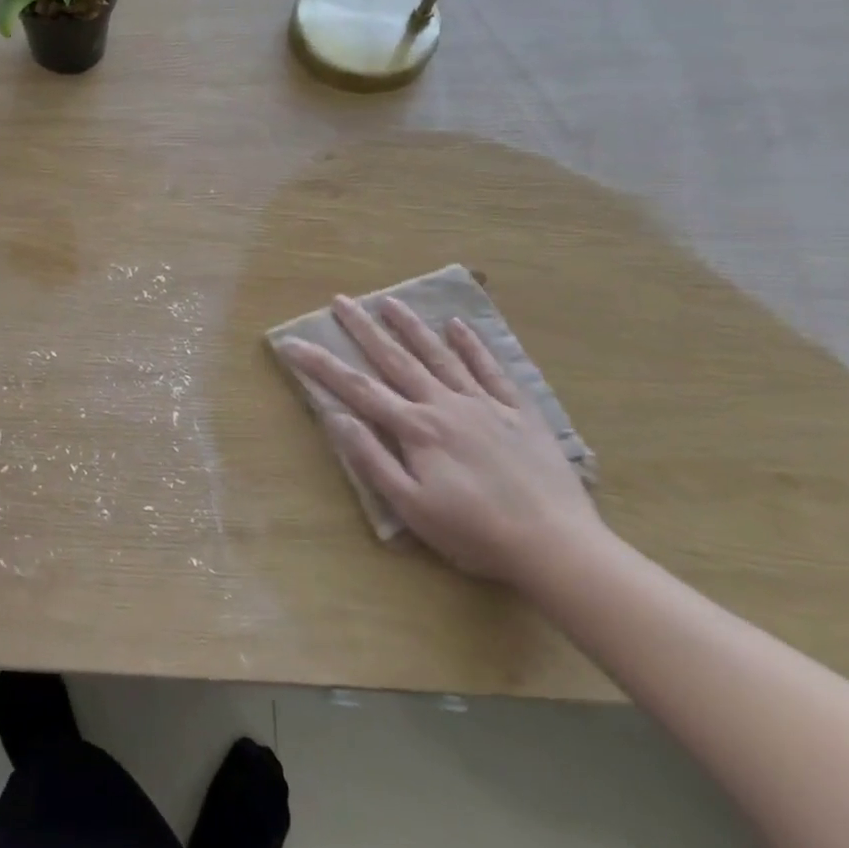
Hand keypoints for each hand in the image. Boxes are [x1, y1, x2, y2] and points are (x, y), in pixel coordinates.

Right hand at [279, 297, 602, 585]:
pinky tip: (459, 325)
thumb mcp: (411, 507)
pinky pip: (492, 370)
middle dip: (364, 329)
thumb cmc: (474, 533)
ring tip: (390, 302)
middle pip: (396, 359)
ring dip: (412, 327)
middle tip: (341, 300)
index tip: (292, 343)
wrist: (556, 546)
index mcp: (416, 428)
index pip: (357, 388)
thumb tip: (337, 417)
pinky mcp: (520, 413)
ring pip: (441, 355)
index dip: (321, 365)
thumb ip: (372, 459)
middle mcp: (445, 405)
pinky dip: (474, 346)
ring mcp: (485, 405)